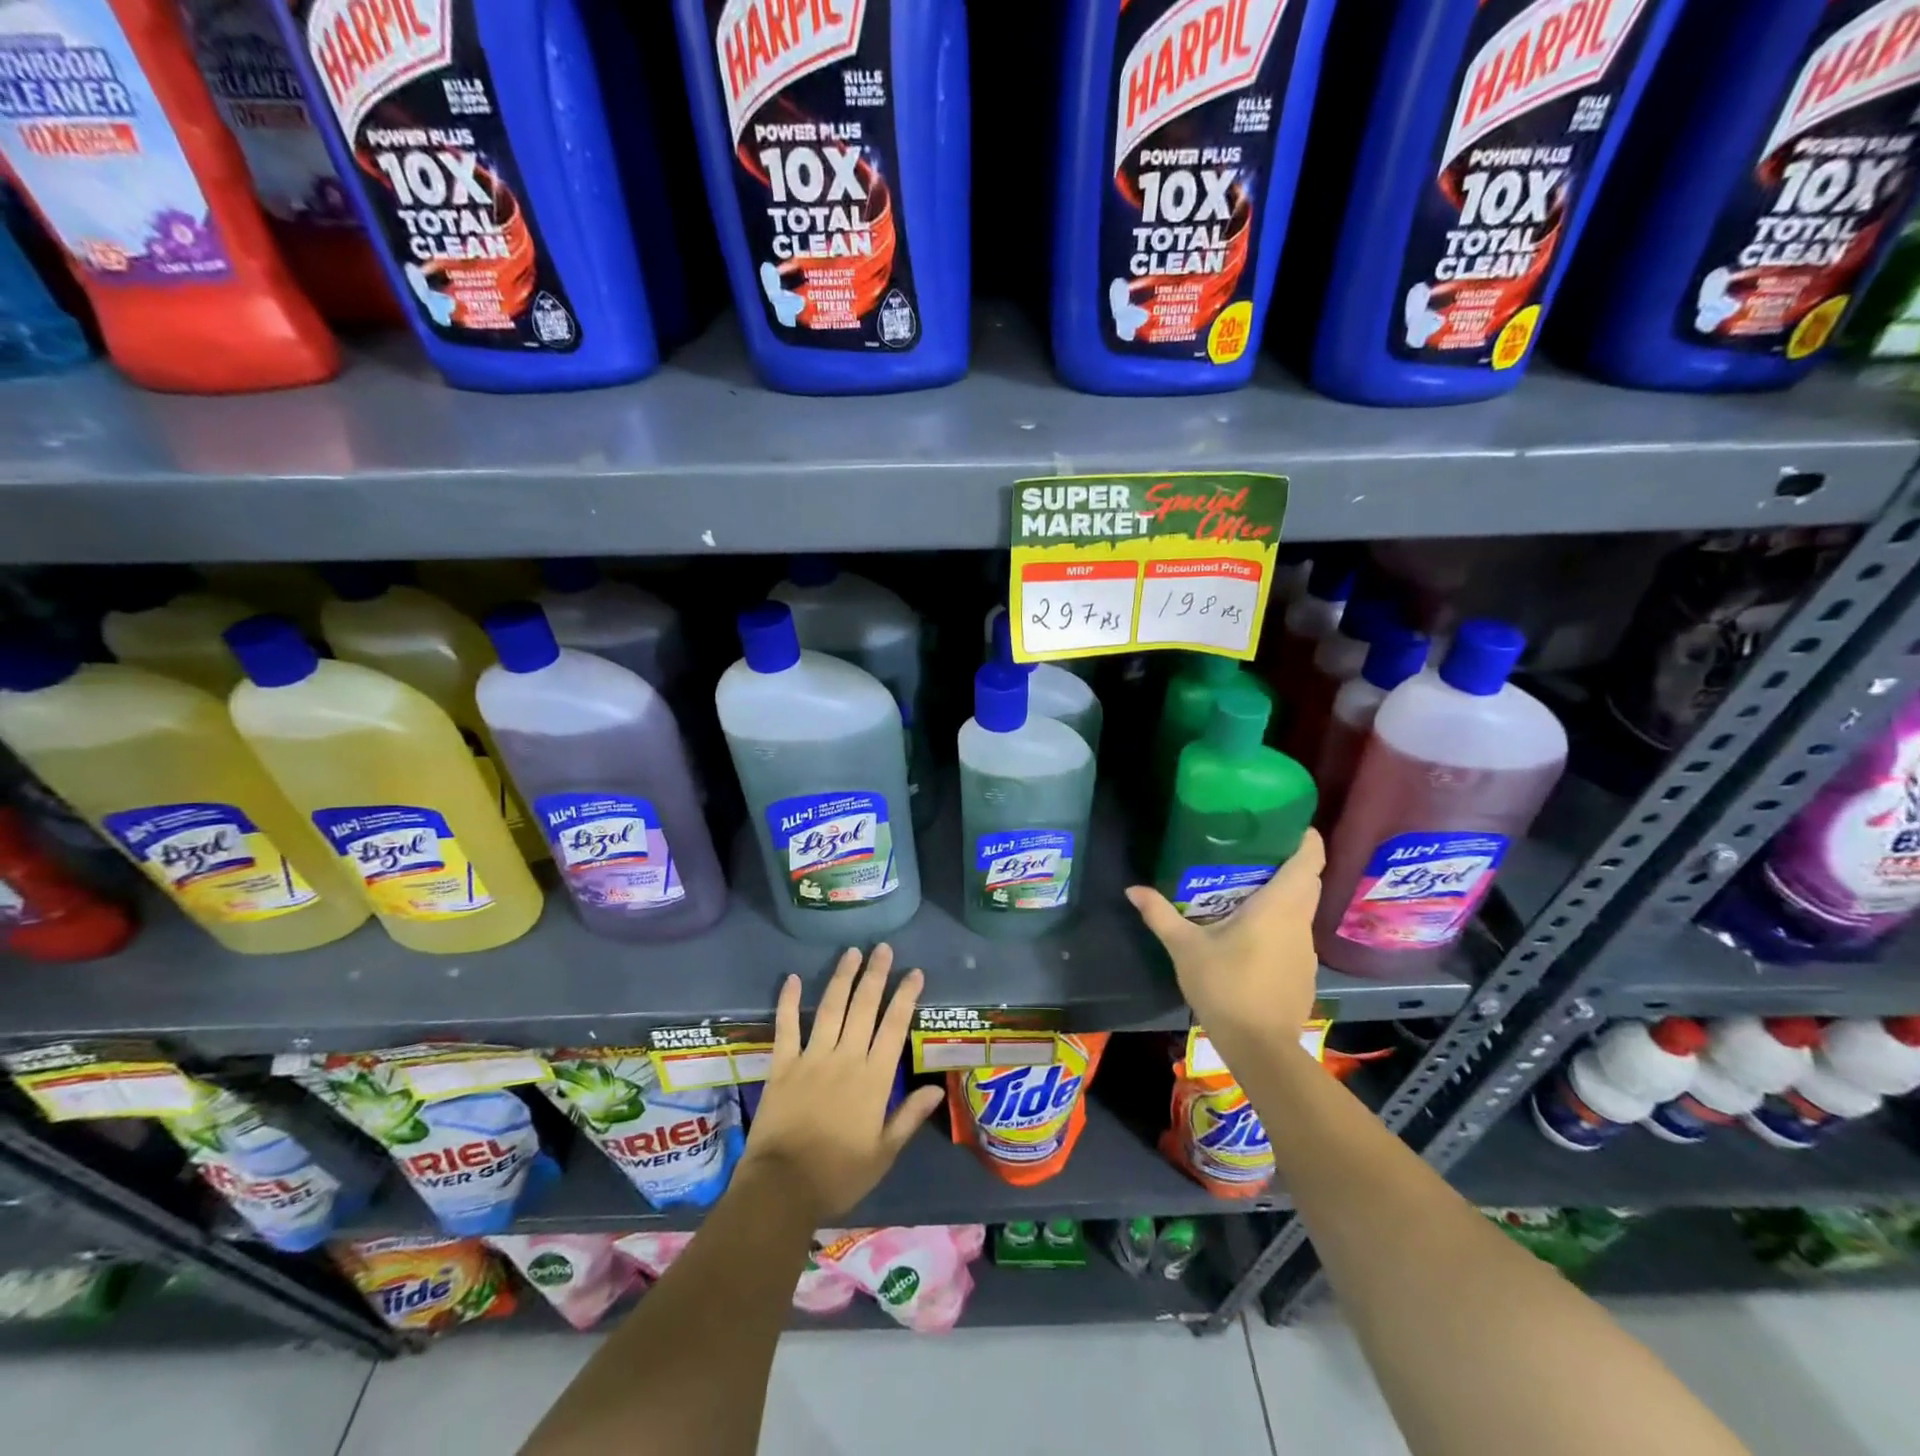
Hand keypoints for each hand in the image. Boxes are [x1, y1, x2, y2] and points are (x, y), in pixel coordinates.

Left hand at [741, 944, 945, 1225]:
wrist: (782, 1189)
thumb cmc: (838, 1175)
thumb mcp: (883, 1154)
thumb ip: (908, 1117)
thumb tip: (937, 1089)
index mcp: (873, 1079)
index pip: (894, 1027)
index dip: (905, 997)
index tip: (914, 973)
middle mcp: (845, 1058)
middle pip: (863, 1007)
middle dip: (875, 975)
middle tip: (882, 948)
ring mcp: (811, 1058)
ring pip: (830, 1008)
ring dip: (842, 978)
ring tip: (851, 952)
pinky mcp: (782, 1065)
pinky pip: (786, 1027)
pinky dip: (787, 1001)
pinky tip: (790, 978)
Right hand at [1125, 829, 1325, 1060]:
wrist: (1260, 1047)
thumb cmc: (1225, 986)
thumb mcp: (1185, 948)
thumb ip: (1160, 915)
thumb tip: (1133, 889)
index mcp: (1279, 907)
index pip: (1309, 860)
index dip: (1306, 837)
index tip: (1287, 822)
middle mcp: (1300, 921)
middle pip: (1307, 880)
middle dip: (1288, 861)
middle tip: (1253, 849)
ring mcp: (1306, 948)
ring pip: (1302, 908)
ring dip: (1284, 893)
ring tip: (1247, 886)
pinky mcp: (1304, 970)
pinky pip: (1296, 932)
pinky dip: (1281, 921)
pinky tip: (1252, 932)